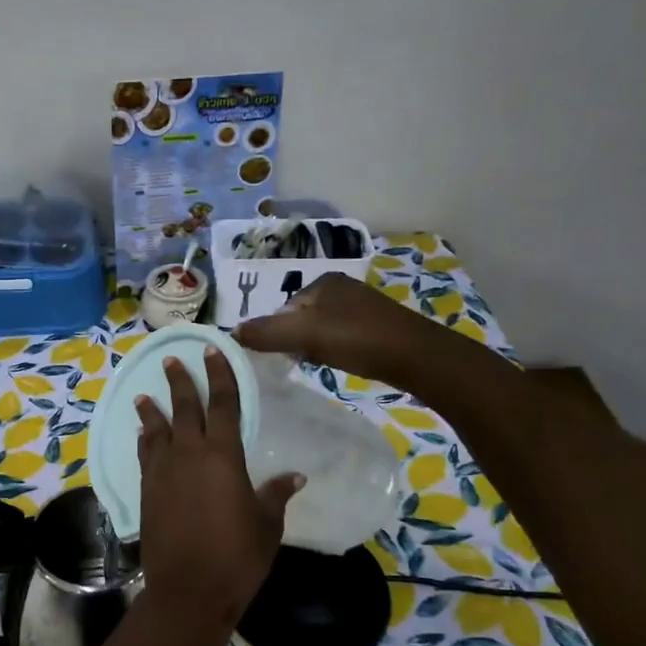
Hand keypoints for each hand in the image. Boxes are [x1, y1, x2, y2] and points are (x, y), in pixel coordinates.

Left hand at [135, 348, 301, 622]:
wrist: (188, 590)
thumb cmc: (237, 556)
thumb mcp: (266, 524)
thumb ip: (275, 495)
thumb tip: (294, 476)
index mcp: (222, 456)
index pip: (223, 404)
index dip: (219, 375)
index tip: (212, 352)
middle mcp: (188, 454)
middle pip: (184, 409)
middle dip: (179, 382)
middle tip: (171, 360)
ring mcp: (162, 473)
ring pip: (156, 430)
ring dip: (151, 411)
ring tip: (143, 395)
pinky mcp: (145, 492)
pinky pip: (145, 456)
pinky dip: (144, 441)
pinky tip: (142, 436)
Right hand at [236, 272, 425, 380]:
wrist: (415, 356)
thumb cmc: (356, 339)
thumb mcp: (303, 334)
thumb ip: (266, 333)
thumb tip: (230, 332)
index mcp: (323, 282)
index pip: (284, 307)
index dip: (277, 332)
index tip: (283, 354)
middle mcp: (342, 287)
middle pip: (302, 317)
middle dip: (296, 340)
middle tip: (301, 361)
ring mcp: (362, 306)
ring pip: (321, 329)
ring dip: (315, 347)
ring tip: (320, 364)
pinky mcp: (377, 326)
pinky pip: (342, 337)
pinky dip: (335, 350)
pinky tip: (342, 363)